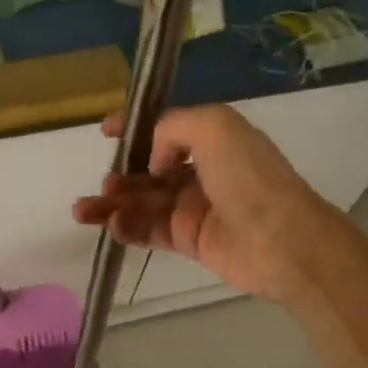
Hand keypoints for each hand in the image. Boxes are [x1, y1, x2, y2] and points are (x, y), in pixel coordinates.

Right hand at [72, 104, 343, 304]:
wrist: (282, 241)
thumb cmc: (249, 177)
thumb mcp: (214, 126)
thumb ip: (172, 128)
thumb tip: (154, 161)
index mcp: (212, 139)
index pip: (165, 129)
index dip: (134, 127)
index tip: (105, 131)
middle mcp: (202, 171)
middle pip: (149, 170)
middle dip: (121, 174)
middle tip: (105, 185)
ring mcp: (195, 208)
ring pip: (144, 202)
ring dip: (113, 204)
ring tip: (85, 211)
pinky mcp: (190, 241)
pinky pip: (151, 230)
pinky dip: (127, 227)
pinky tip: (111, 225)